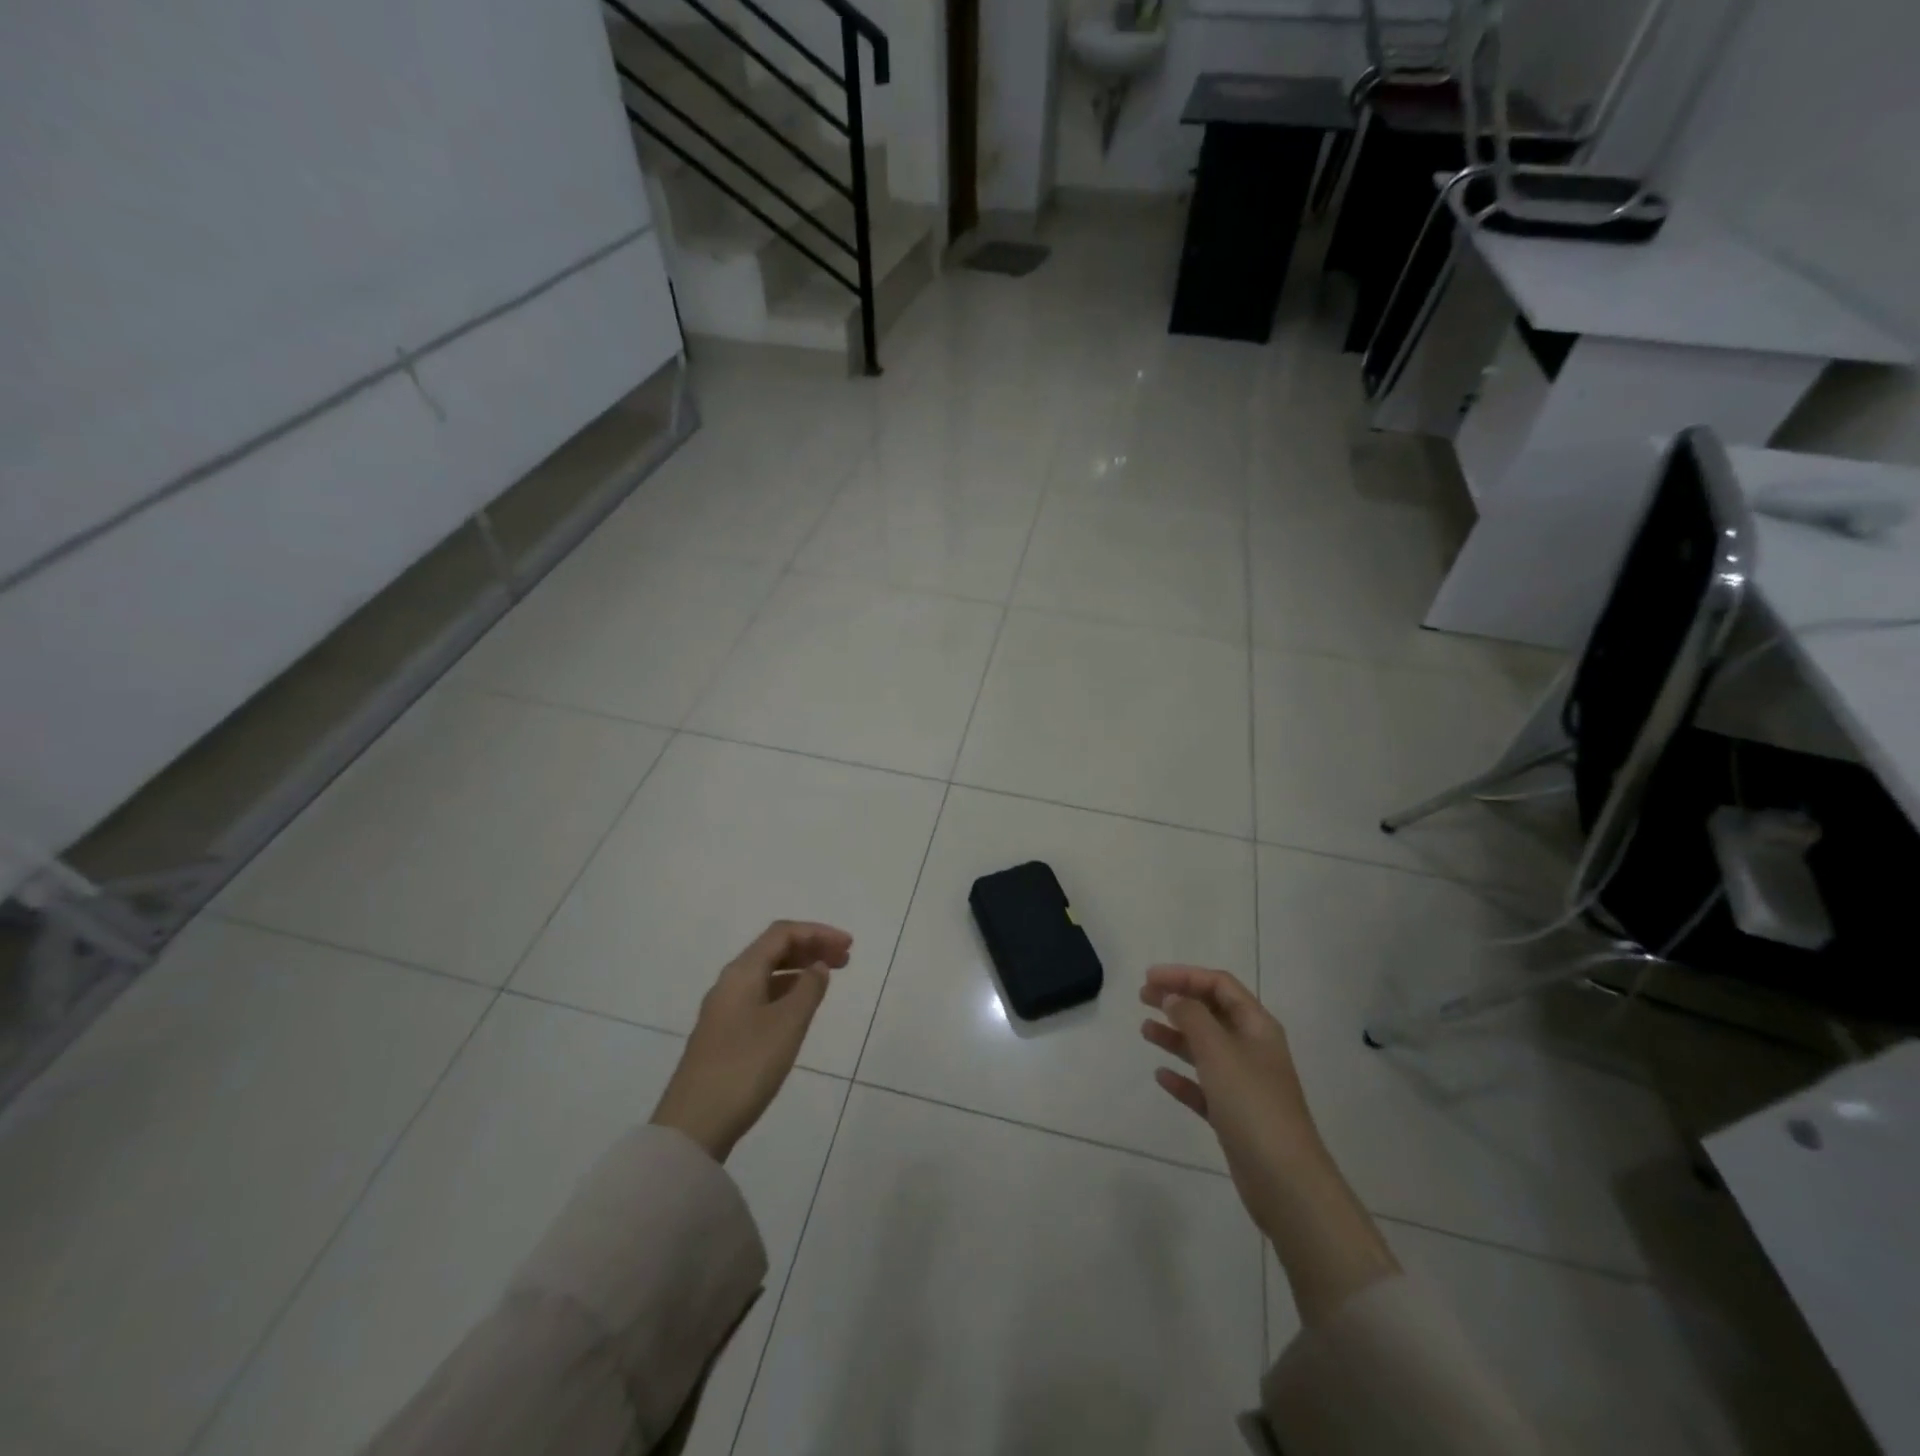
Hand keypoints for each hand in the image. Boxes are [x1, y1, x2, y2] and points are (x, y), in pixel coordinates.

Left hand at [651, 921, 850, 1162]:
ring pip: (767, 973)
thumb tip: (818, 966)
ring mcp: (724, 1009)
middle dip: (810, 947)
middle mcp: (730, 982)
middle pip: (773, 949)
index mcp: (742, 972)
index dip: (818, 932)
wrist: (694, 1125)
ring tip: (827, 980)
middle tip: (845, 959)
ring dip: (799, 969)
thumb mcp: (787, 1024)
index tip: (849, 946)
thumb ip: (808, 989)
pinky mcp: (724, 1034)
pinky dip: (786, 991)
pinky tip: (800, 1008)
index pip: (783, 933)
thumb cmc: (746, 1066)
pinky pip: (761, 995)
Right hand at [1139, 965, 1324, 1240]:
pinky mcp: (1235, 1116)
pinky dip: (1182, 1077)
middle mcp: (1253, 1049)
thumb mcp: (1218, 1051)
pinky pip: (1204, 1086)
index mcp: (1257, 1026)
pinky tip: (1161, 1076)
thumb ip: (1192, 1018)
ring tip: (1144, 1031)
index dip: (1184, 975)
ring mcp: (1245, 1084)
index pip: (1219, 985)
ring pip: (1205, 1048)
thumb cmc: (1252, 1105)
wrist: (1285, 1181)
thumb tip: (1174, 997)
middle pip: (1212, 1013)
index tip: (1149, 978)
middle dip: (1178, 1001)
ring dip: (1176, 1036)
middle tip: (1143, 997)